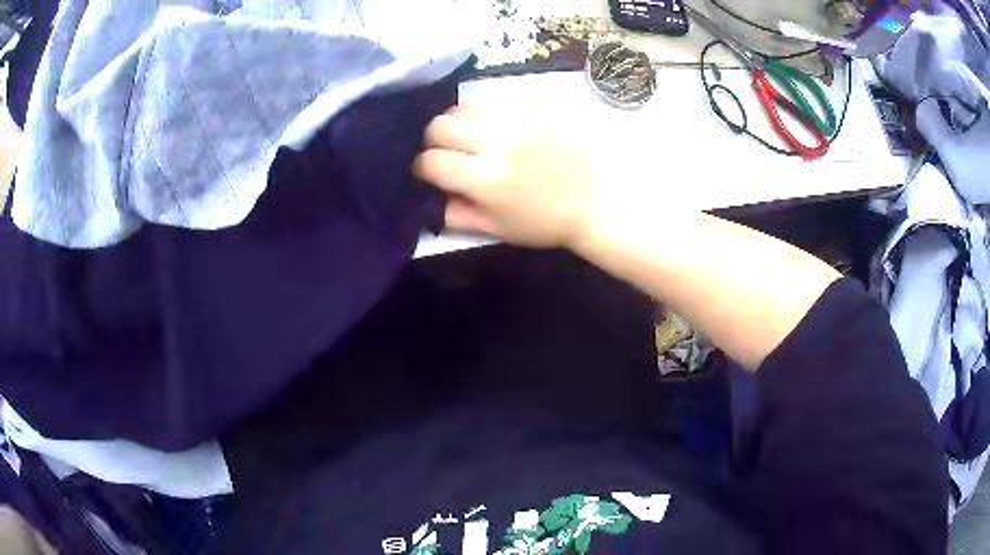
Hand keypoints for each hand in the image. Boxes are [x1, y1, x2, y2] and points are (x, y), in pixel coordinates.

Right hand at [413, 104, 600, 248]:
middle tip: (448, 151)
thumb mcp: (501, 229)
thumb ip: (461, 216)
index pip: (432, 161)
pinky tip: (495, 125)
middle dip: (434, 140)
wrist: (599, 199)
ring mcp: (517, 121)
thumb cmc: (549, 221)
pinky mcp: (535, 108)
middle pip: (440, 125)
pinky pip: (495, 100)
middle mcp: (497, 143)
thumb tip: (435, 201)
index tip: (432, 174)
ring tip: (470, 135)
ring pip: (464, 106)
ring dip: (458, 121)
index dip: (424, 168)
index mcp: (486, 179)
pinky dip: (484, 112)